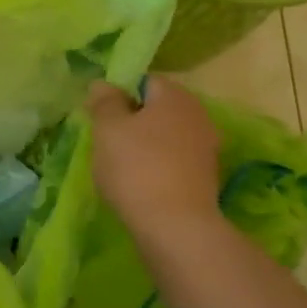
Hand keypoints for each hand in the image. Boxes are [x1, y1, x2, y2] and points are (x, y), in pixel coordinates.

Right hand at [87, 76, 221, 231]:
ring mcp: (206, 148)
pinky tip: (140, 183)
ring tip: (120, 165)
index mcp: (175, 96)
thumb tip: (103, 84)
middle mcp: (198, 115)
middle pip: (157, 108)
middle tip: (107, 141)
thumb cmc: (137, 168)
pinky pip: (175, 160)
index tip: (100, 116)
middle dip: (132, 120)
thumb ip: (104, 102)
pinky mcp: (206, 178)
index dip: (119, 93)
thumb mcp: (108, 129)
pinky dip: (158, 166)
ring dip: (145, 145)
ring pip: (166, 135)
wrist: (175, 227)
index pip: (144, 80)